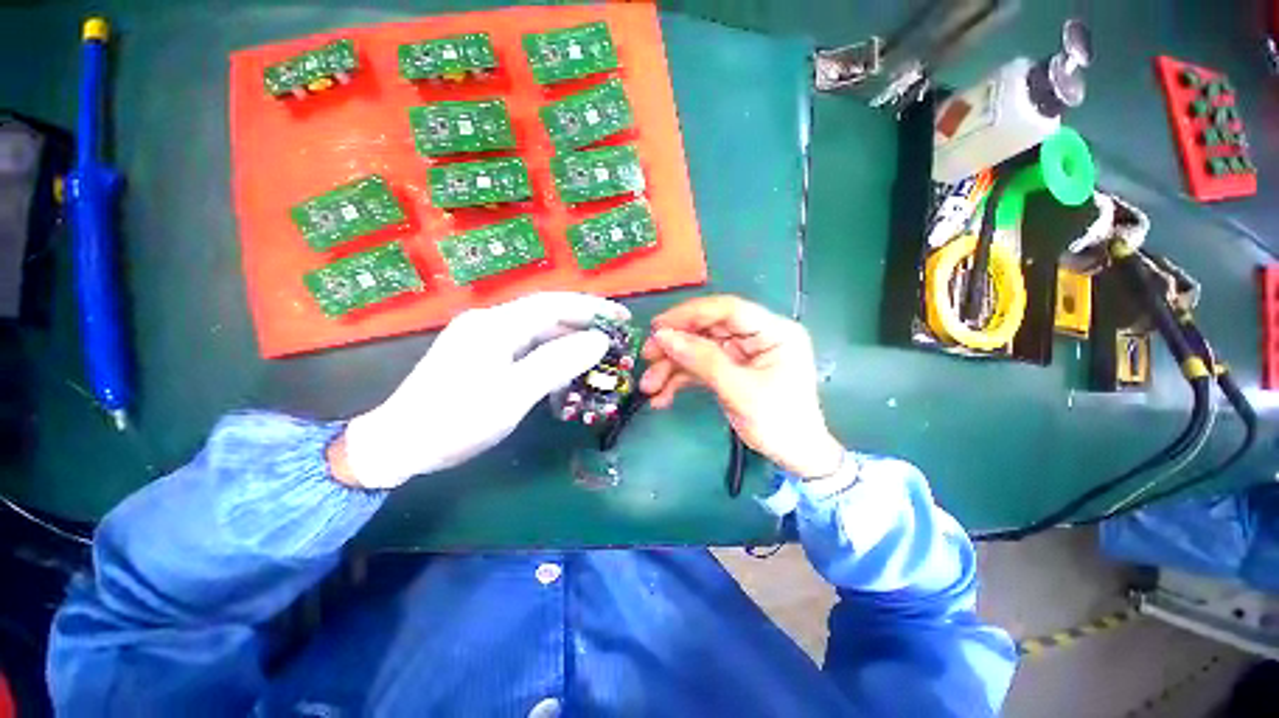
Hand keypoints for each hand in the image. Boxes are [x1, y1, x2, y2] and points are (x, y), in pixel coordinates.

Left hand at [333, 292, 628, 488]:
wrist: (399, 444)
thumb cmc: (456, 420)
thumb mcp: (513, 394)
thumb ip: (557, 363)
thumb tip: (598, 340)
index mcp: (496, 324)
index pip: (554, 304)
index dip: (592, 308)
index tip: (622, 317)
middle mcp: (490, 323)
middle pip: (547, 314)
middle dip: (584, 323)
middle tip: (615, 338)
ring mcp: (484, 338)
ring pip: (537, 332)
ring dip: (568, 342)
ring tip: (596, 357)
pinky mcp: (482, 355)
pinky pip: (526, 348)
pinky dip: (550, 357)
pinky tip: (563, 373)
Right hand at [639, 295, 843, 478]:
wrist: (795, 457)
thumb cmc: (778, 423)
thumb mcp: (739, 391)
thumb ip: (703, 361)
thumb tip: (664, 337)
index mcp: (773, 332)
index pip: (727, 310)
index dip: (690, 314)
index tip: (658, 327)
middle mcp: (756, 337)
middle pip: (707, 329)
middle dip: (675, 345)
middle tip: (647, 357)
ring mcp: (742, 353)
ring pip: (699, 349)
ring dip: (672, 366)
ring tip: (649, 387)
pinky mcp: (731, 369)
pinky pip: (700, 367)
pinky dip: (680, 380)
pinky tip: (662, 397)